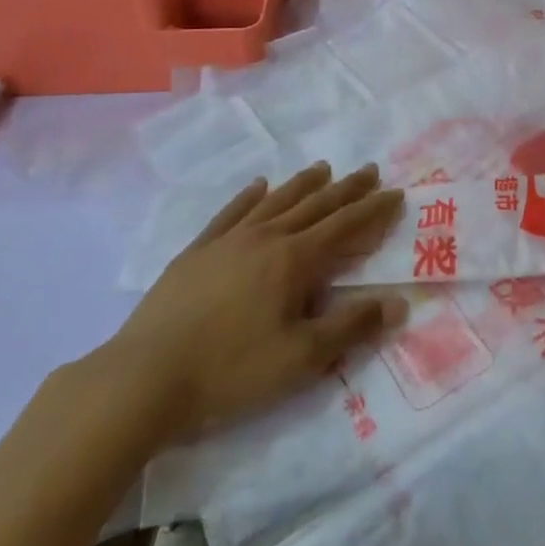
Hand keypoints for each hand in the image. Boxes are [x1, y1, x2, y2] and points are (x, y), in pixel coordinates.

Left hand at [85, 163, 405, 455]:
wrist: (145, 377)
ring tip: (323, 168)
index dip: (373, 210)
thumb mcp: (301, 359)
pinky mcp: (198, 250)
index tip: (395, 193)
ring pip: (276, 201)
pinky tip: (258, 185)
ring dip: (304, 183)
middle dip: (347, 188)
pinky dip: (249, 195)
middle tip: (370, 170)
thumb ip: (351, 327)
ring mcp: (229, 240)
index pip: (344, 227)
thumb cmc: (230, 371)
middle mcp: (266, 237)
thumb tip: (399, 303)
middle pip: (315, 205)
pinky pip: (232, 212)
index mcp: (294, 261)